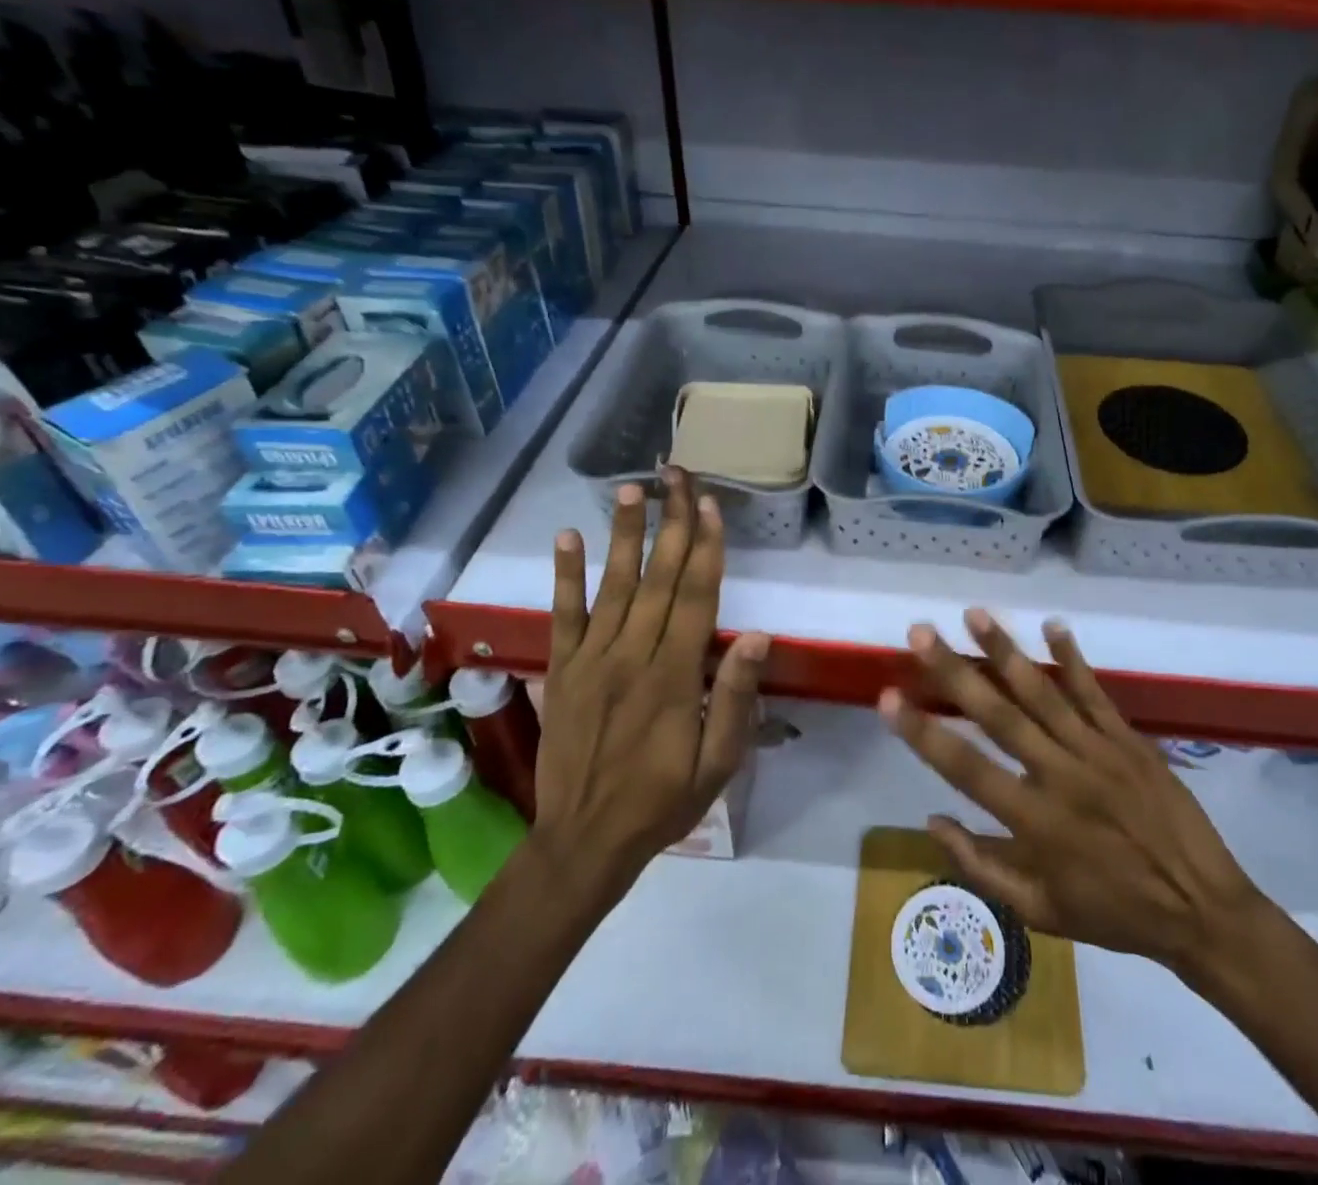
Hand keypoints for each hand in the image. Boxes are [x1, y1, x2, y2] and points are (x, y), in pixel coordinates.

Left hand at [534, 468, 769, 890]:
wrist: (583, 842)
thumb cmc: (663, 801)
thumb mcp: (717, 764)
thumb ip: (734, 698)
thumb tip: (756, 636)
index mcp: (675, 677)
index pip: (696, 597)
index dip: (705, 547)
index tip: (708, 504)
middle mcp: (633, 656)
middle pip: (659, 578)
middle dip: (672, 523)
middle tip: (677, 475)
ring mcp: (592, 660)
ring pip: (613, 586)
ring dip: (624, 535)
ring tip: (632, 489)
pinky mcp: (562, 671)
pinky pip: (563, 616)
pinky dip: (565, 576)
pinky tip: (568, 537)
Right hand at [882, 610, 1272, 995]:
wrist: (1202, 909)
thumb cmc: (1113, 913)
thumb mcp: (1040, 912)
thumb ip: (981, 865)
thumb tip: (931, 819)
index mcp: (1035, 821)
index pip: (965, 768)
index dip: (922, 732)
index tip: (887, 697)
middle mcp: (1061, 775)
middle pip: (999, 715)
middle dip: (954, 670)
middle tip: (920, 633)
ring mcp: (1098, 750)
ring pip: (1043, 692)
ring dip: (1005, 651)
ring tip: (974, 614)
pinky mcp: (1128, 739)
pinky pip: (1095, 692)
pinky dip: (1073, 658)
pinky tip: (1052, 625)